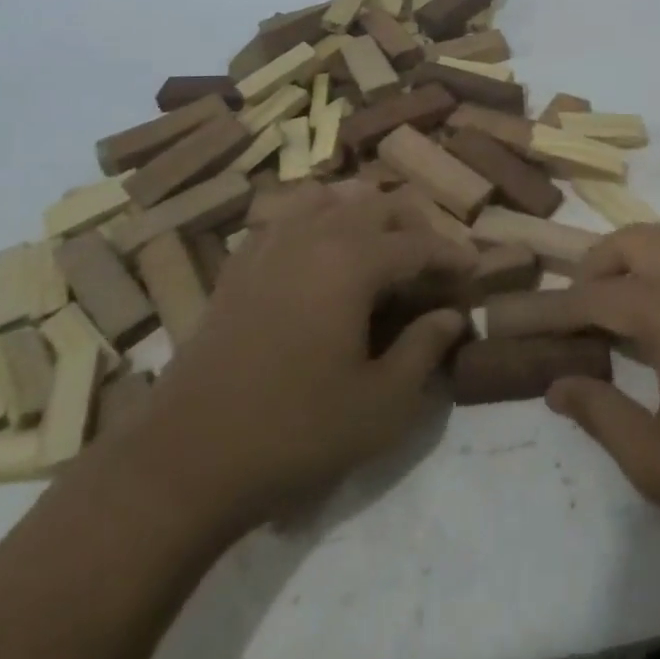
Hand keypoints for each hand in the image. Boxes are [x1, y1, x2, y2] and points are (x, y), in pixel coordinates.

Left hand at [128, 183, 475, 535]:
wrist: (185, 460)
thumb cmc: (295, 432)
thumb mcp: (380, 405)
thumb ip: (424, 350)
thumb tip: (452, 316)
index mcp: (353, 260)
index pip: (418, 242)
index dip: (453, 255)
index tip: (474, 271)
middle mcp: (314, 234)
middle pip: (378, 205)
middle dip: (414, 227)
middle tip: (432, 265)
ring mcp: (270, 243)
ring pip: (330, 198)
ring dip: (364, 213)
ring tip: (380, 248)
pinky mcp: (240, 263)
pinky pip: (288, 216)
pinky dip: (318, 220)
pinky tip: (321, 252)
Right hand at [543, 211, 659, 583]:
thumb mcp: (658, 464)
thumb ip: (601, 414)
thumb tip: (555, 384)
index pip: (596, 296)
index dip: (558, 309)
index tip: (528, 318)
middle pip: (635, 240)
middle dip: (600, 264)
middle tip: (583, 307)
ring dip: (648, 248)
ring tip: (636, 293)